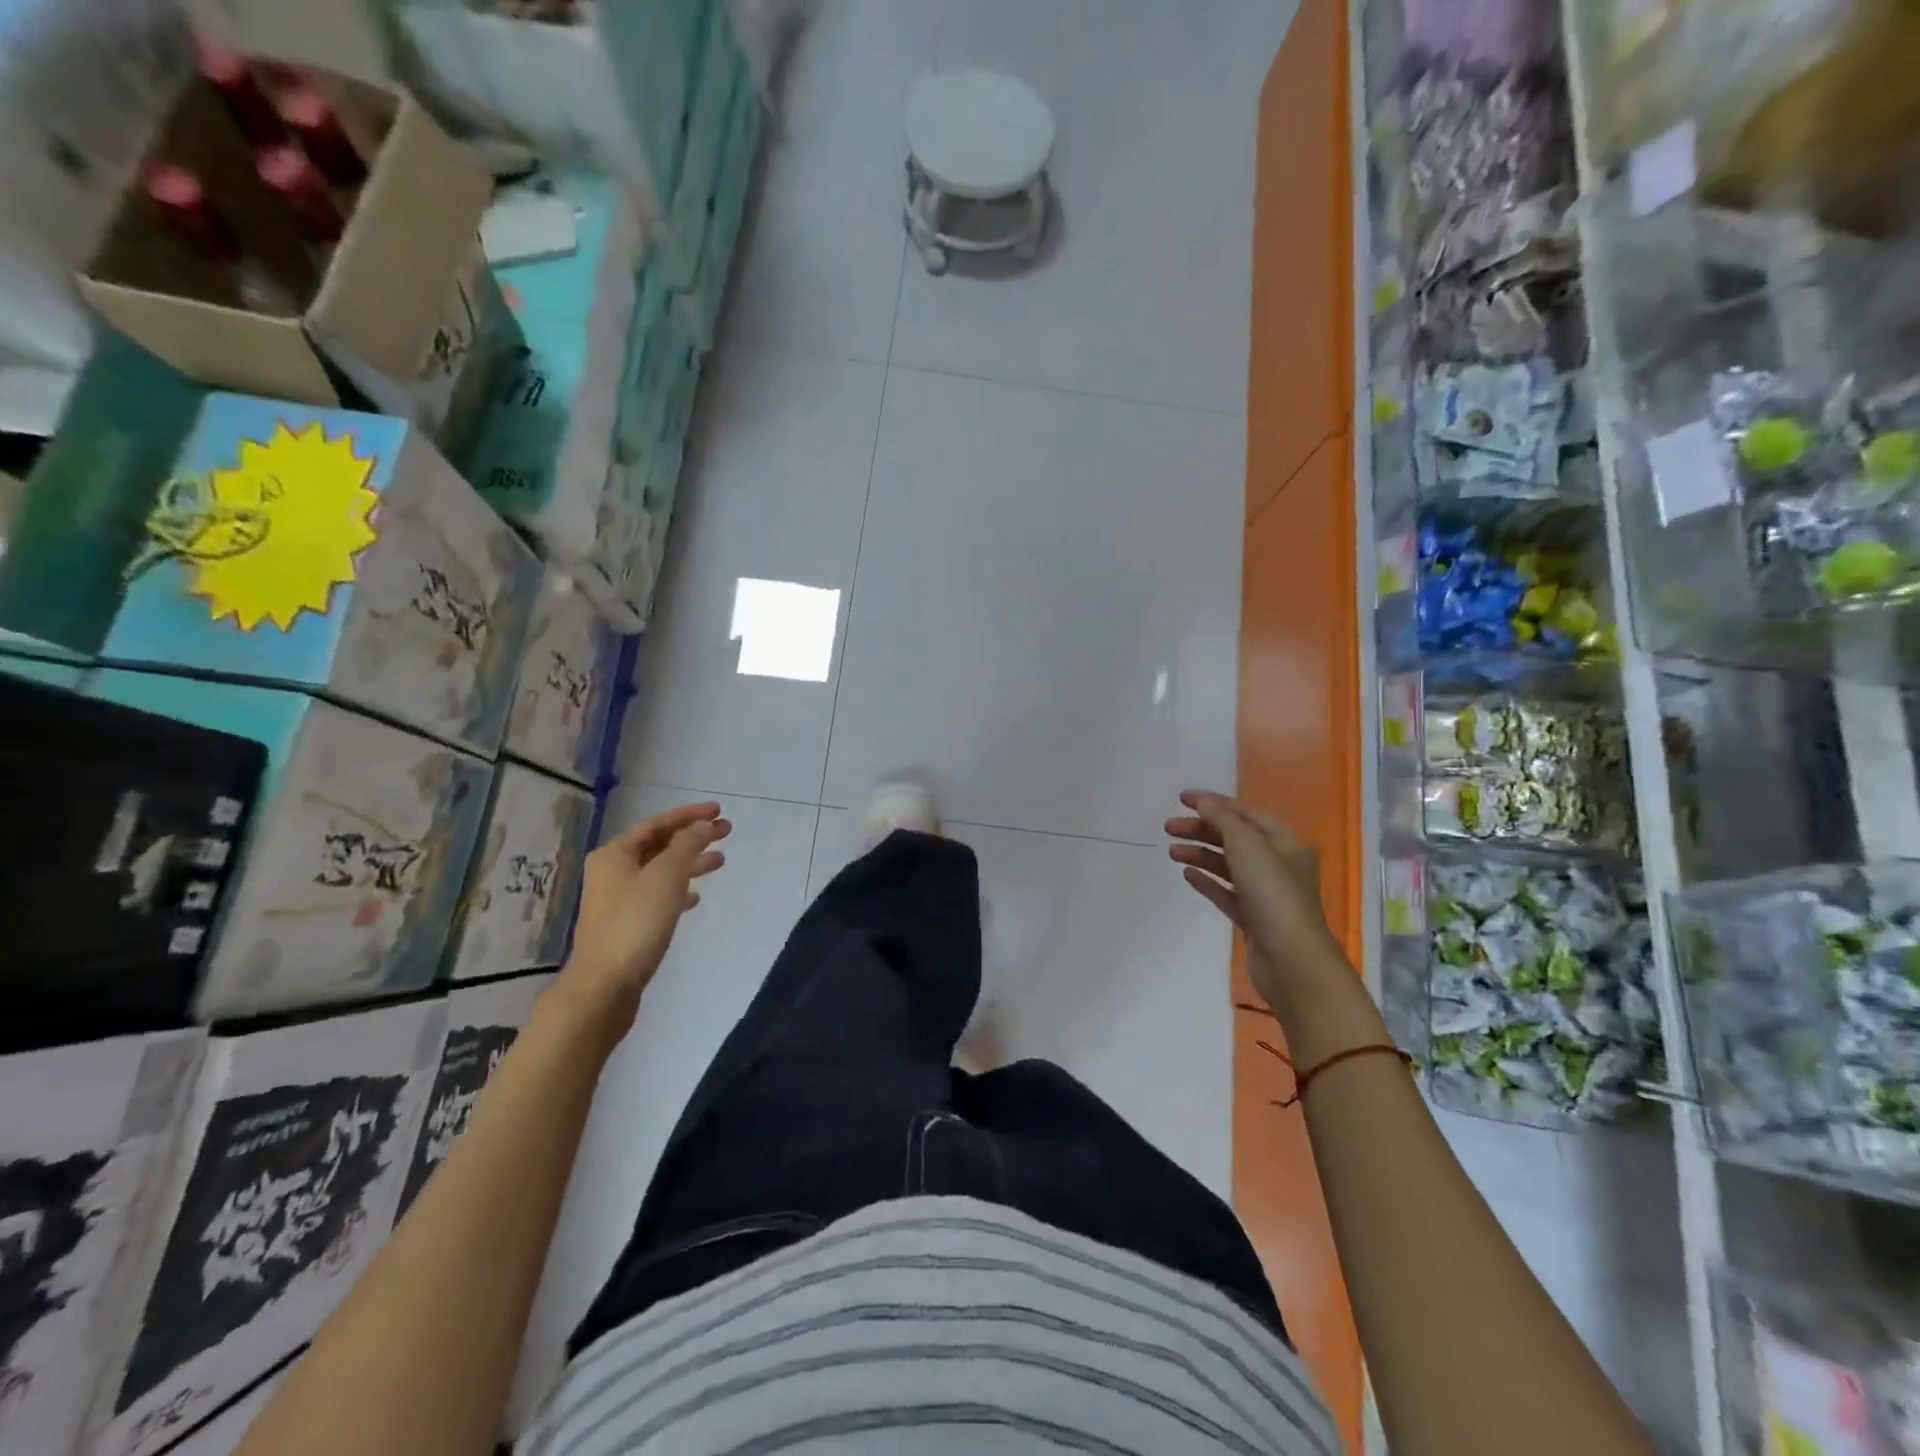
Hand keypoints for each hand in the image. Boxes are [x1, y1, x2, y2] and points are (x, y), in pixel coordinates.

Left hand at [556, 803, 730, 1040]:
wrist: (605, 985)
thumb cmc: (636, 922)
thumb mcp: (666, 876)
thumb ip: (687, 845)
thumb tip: (703, 825)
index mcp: (615, 854)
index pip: (657, 824)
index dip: (689, 815)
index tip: (719, 811)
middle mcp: (612, 872)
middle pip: (659, 846)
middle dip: (693, 838)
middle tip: (727, 832)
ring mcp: (618, 900)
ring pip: (660, 871)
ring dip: (690, 864)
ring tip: (720, 862)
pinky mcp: (626, 925)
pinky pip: (657, 897)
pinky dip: (678, 891)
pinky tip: (696, 898)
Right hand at [1165, 790, 1347, 1013]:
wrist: (1291, 961)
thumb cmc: (1273, 895)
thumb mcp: (1248, 846)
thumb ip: (1224, 820)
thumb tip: (1203, 802)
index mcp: (1285, 842)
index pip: (1246, 813)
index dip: (1214, 802)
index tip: (1181, 798)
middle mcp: (1277, 864)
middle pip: (1235, 838)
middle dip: (1202, 829)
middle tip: (1169, 827)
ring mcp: (1265, 893)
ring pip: (1227, 864)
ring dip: (1200, 853)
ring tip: (1171, 851)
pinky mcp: (1252, 918)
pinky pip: (1225, 891)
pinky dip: (1207, 880)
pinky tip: (1186, 874)